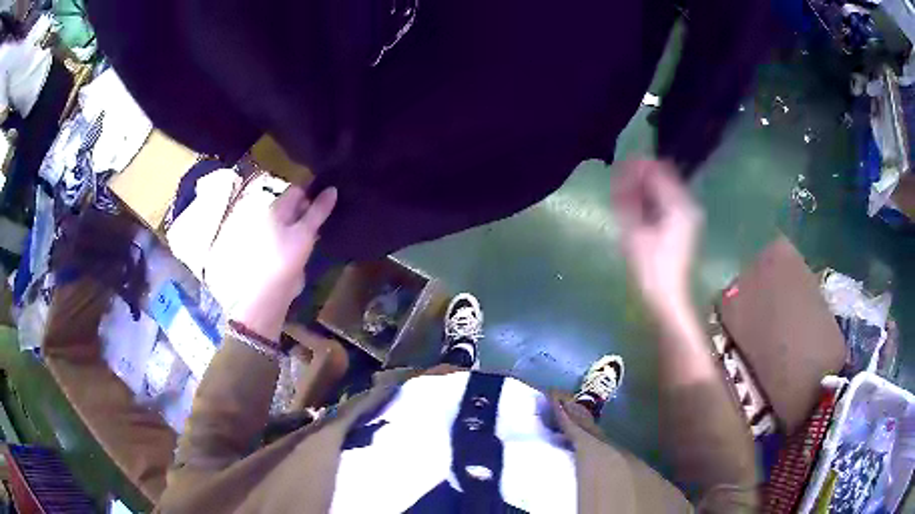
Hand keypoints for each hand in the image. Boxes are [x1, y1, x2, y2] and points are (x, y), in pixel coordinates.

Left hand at [209, 185, 337, 339]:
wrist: (268, 295)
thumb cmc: (284, 258)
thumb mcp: (305, 232)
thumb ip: (319, 211)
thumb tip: (333, 189)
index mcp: (275, 209)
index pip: (297, 190)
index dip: (314, 190)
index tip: (333, 194)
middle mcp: (273, 218)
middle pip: (296, 205)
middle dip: (313, 206)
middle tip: (336, 209)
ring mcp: (276, 235)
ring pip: (297, 221)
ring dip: (311, 222)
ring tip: (331, 222)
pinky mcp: (280, 251)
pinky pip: (296, 236)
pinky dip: (307, 236)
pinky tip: (319, 239)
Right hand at [611, 159, 702, 315]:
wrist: (669, 299)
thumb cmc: (651, 268)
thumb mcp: (634, 231)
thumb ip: (627, 199)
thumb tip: (620, 175)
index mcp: (678, 204)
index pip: (657, 170)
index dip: (637, 166)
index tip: (618, 167)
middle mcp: (687, 205)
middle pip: (663, 178)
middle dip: (640, 177)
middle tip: (619, 183)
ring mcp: (688, 216)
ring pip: (665, 190)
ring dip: (645, 189)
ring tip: (624, 197)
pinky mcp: (685, 227)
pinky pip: (667, 203)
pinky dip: (652, 202)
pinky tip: (637, 210)